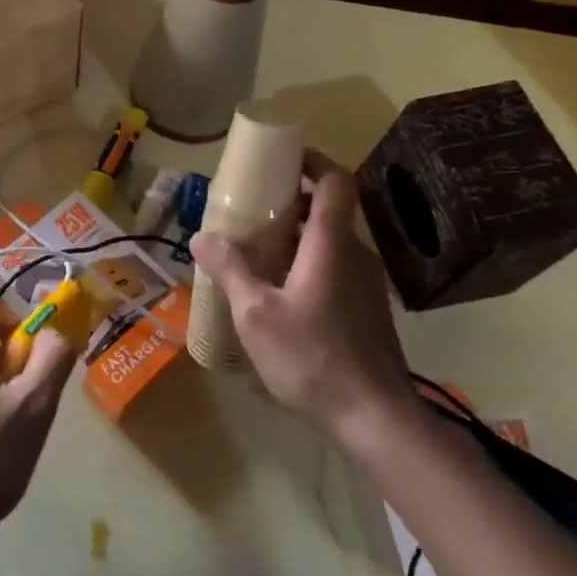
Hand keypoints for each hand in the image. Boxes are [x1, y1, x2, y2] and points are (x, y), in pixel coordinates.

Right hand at [190, 162, 413, 442]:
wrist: (374, 417)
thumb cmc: (312, 358)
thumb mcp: (256, 315)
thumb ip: (230, 270)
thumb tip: (202, 236)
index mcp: (331, 246)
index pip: (335, 182)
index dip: (312, 161)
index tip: (281, 158)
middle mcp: (355, 255)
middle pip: (329, 210)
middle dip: (292, 201)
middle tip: (251, 209)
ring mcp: (365, 284)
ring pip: (331, 242)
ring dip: (297, 235)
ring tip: (256, 249)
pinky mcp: (366, 309)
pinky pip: (335, 268)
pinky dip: (307, 262)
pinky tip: (278, 291)